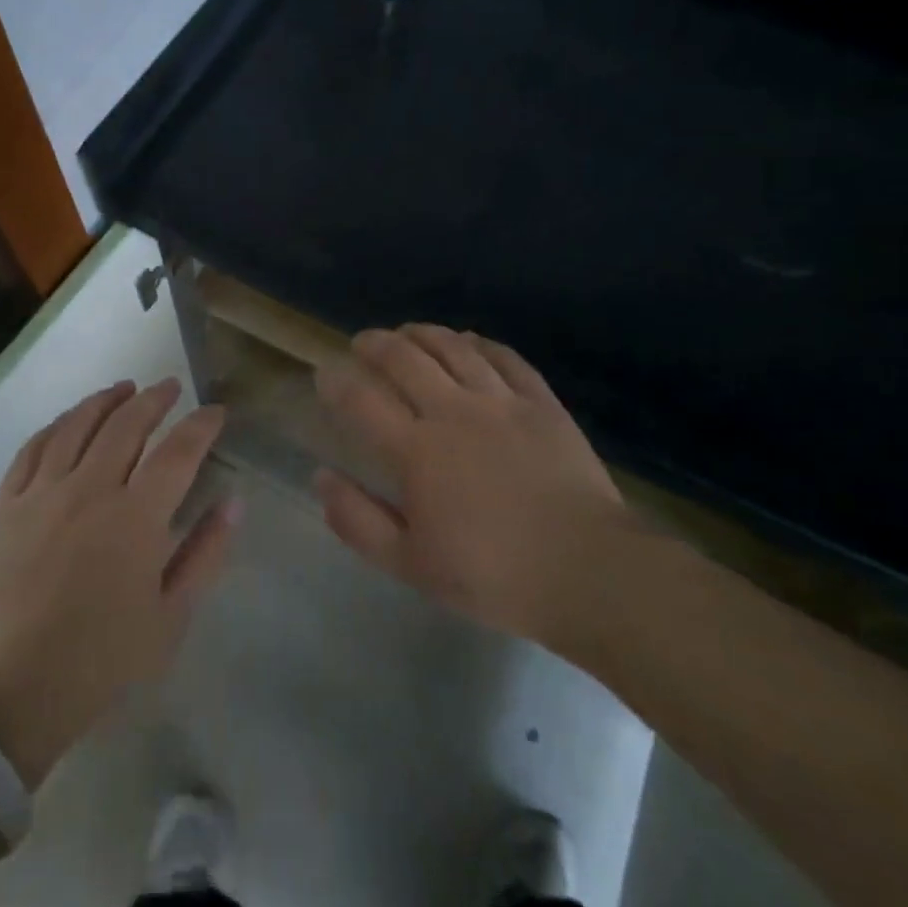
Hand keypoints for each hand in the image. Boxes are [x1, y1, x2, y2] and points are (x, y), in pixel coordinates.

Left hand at [0, 380, 237, 788]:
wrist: (15, 688)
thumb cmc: (103, 658)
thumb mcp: (171, 615)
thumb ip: (206, 552)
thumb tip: (234, 501)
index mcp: (136, 518)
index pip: (178, 452)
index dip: (201, 425)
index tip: (215, 411)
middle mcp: (90, 490)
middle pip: (126, 425)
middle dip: (154, 399)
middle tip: (170, 386)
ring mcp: (43, 493)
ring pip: (77, 426)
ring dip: (105, 400)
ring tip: (124, 388)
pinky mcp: (7, 505)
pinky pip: (32, 449)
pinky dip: (56, 425)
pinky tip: (69, 420)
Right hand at [314, 325, 642, 650]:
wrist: (586, 570)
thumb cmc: (491, 575)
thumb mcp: (410, 564)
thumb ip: (358, 520)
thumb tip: (321, 476)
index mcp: (416, 450)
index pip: (362, 400)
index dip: (336, 381)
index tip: (325, 373)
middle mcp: (453, 412)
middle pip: (405, 359)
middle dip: (375, 344)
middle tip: (363, 342)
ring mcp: (501, 401)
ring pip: (453, 348)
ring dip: (423, 333)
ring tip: (407, 331)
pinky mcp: (541, 402)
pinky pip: (505, 358)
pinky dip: (480, 344)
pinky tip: (469, 341)